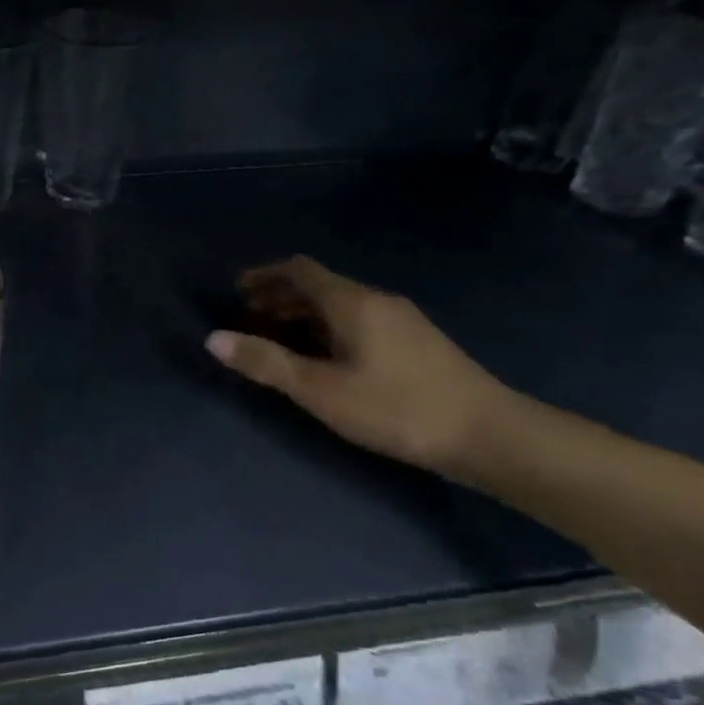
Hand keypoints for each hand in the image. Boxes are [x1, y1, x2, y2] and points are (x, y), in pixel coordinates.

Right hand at [206, 256, 513, 477]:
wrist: (489, 434)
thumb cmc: (396, 408)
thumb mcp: (321, 390)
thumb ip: (267, 363)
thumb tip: (214, 339)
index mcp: (351, 302)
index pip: (299, 270)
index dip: (264, 275)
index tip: (237, 290)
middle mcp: (376, 299)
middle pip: (319, 285)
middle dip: (280, 296)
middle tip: (250, 317)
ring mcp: (401, 319)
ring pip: (340, 304)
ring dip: (304, 314)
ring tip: (279, 338)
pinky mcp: (416, 341)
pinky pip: (358, 319)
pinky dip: (328, 327)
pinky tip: (326, 357)